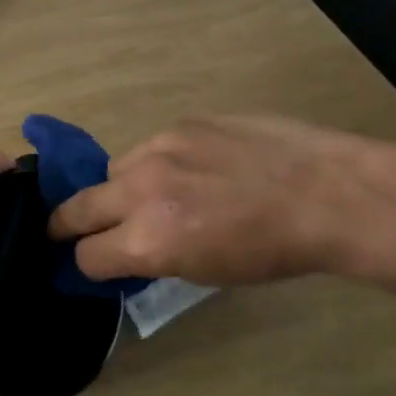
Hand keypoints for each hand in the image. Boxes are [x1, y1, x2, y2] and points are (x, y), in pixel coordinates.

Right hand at [47, 115, 391, 286]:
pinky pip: (150, 147)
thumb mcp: (205, 272)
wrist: (327, 193)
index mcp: (148, 240)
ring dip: (121, 188)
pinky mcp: (181, 123)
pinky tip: (194, 169)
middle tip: (68, 230)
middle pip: (76, 208)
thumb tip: (127, 249)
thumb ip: (153, 257)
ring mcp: (159, 149)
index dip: (89, 265)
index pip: (86, 255)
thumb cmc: (273, 251)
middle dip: (67, 224)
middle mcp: (141, 190)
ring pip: (112, 171)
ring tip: (157, 194)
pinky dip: (158, 163)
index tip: (95, 264)